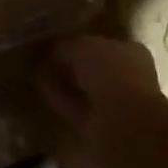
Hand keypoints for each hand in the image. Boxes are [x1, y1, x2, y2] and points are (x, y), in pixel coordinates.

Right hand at [41, 34, 167, 140]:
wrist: (125, 126)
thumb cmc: (112, 74)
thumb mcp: (83, 47)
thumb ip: (66, 46)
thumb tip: (52, 51)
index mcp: (131, 53)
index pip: (103, 44)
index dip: (80, 42)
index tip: (57, 40)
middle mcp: (124, 78)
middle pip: (92, 68)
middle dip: (70, 64)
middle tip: (43, 56)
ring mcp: (110, 104)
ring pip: (81, 89)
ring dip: (62, 81)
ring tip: (36, 71)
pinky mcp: (95, 126)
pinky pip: (72, 106)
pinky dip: (58, 98)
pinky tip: (40, 88)